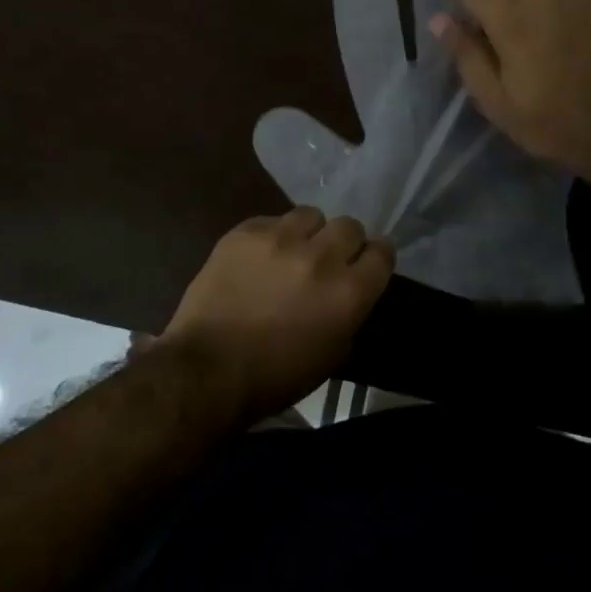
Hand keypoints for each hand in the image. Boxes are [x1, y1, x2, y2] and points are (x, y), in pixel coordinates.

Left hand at [163, 207, 393, 422]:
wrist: (208, 369)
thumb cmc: (275, 376)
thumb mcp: (332, 355)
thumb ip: (349, 313)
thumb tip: (349, 290)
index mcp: (348, 292)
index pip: (382, 252)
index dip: (375, 257)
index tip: (365, 263)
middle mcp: (321, 256)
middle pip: (349, 226)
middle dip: (343, 242)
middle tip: (327, 260)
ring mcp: (281, 239)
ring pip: (310, 215)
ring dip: (308, 233)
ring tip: (291, 252)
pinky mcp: (246, 232)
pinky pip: (272, 221)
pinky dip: (271, 236)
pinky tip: (257, 258)